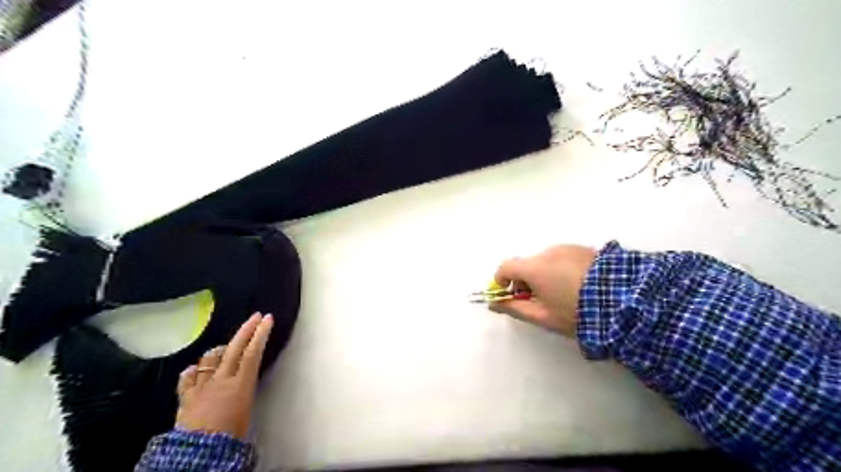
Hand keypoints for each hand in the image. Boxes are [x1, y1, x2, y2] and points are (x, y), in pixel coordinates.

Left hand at [176, 314, 274, 438]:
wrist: (198, 454)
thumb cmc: (230, 436)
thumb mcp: (246, 411)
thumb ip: (244, 391)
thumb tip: (244, 383)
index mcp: (240, 384)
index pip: (253, 352)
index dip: (260, 334)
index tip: (267, 319)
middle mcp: (221, 379)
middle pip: (235, 348)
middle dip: (246, 329)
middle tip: (255, 316)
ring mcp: (202, 385)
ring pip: (211, 358)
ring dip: (221, 349)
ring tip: (226, 348)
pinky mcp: (186, 396)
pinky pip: (188, 376)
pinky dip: (194, 369)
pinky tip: (196, 368)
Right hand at [494, 247, 597, 334]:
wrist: (624, 301)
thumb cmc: (576, 312)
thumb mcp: (543, 317)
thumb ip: (514, 308)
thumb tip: (493, 303)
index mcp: (534, 267)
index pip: (506, 267)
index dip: (502, 280)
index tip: (510, 294)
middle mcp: (547, 252)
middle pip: (526, 264)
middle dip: (526, 280)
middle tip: (540, 301)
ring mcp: (567, 248)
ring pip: (545, 261)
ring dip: (544, 274)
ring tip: (563, 294)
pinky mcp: (584, 248)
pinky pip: (562, 257)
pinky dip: (561, 269)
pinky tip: (577, 285)